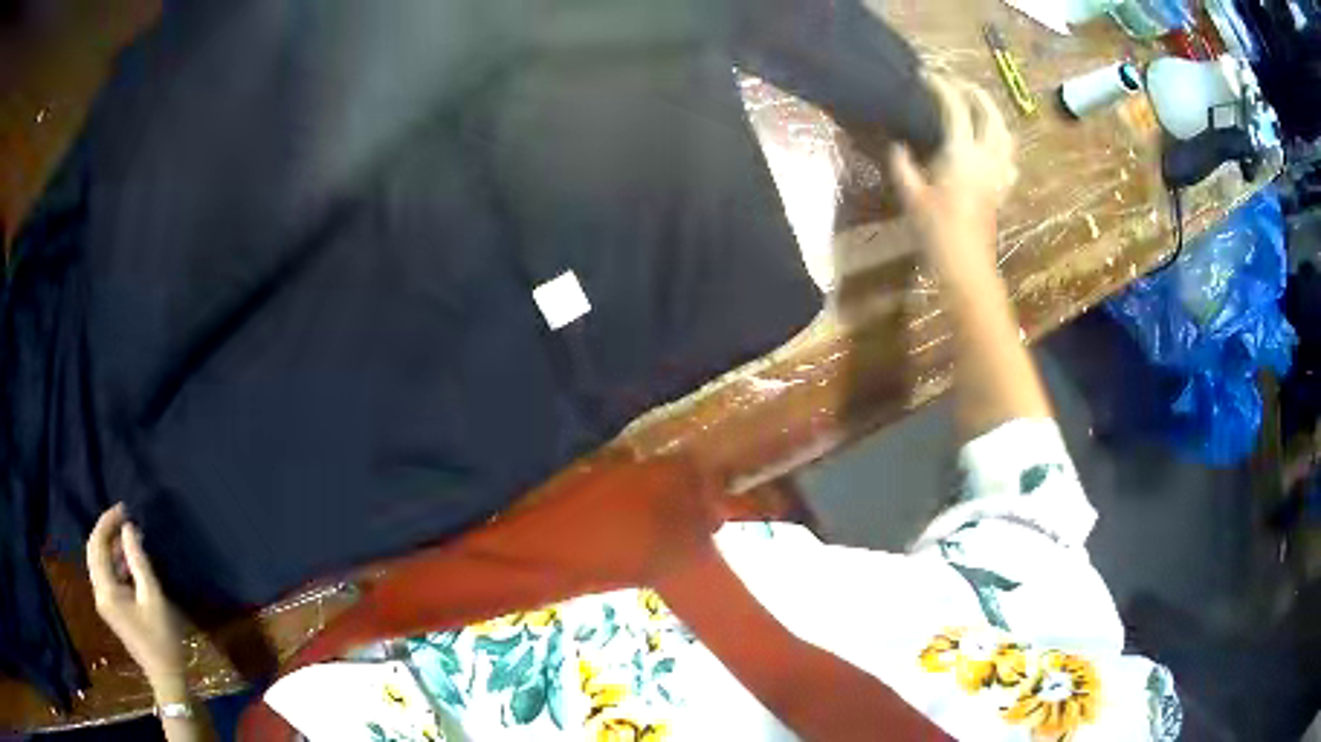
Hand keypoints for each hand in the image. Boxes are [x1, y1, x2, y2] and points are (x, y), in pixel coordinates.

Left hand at [87, 504, 187, 689]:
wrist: (166, 676)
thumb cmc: (161, 638)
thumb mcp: (153, 597)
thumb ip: (138, 561)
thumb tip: (128, 528)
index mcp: (106, 590)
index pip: (97, 544)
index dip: (107, 522)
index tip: (124, 509)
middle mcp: (99, 593)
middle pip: (94, 551)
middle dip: (106, 531)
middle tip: (125, 518)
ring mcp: (104, 602)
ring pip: (99, 562)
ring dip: (111, 546)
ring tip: (130, 537)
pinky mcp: (111, 608)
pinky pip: (106, 575)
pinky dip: (114, 562)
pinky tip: (129, 561)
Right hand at [890, 76, 1015, 271]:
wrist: (966, 264)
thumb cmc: (935, 230)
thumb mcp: (910, 194)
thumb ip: (902, 163)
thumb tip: (897, 144)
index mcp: (962, 153)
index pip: (955, 107)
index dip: (940, 86)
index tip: (925, 75)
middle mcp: (986, 157)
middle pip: (989, 113)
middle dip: (973, 91)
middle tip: (956, 83)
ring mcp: (999, 173)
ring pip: (1005, 133)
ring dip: (993, 114)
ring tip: (978, 107)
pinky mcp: (1003, 189)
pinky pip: (1010, 158)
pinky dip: (1002, 144)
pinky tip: (993, 147)